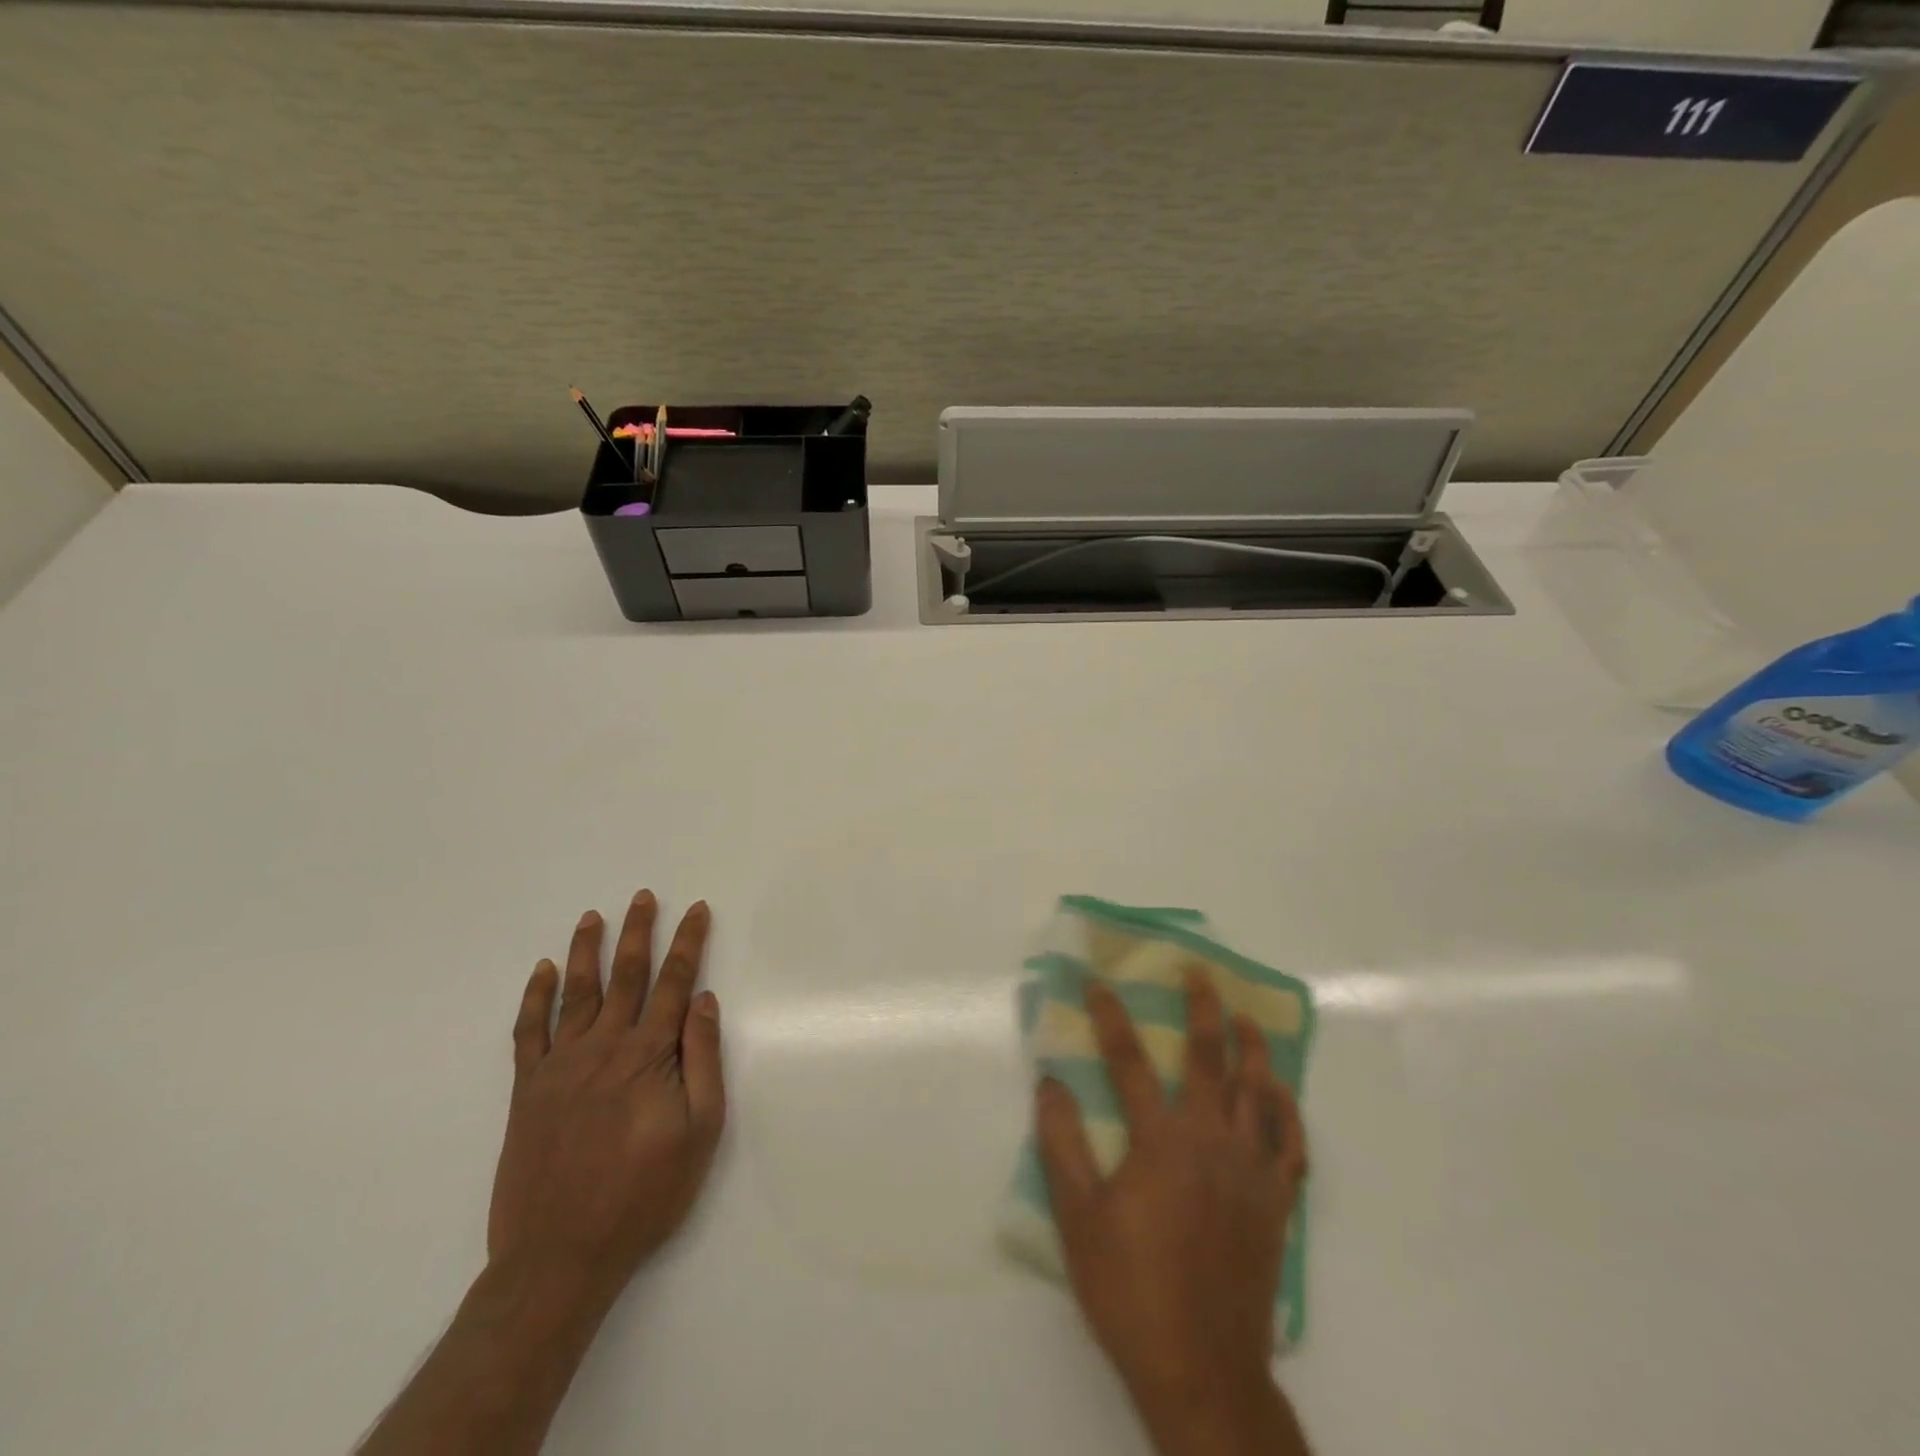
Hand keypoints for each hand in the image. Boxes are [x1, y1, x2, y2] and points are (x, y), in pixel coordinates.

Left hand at [486, 892, 724, 1314]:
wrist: (559, 1257)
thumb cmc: (644, 1195)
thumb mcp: (700, 1131)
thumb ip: (702, 1060)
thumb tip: (702, 1001)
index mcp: (648, 1055)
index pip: (675, 983)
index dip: (688, 943)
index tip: (696, 910)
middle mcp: (603, 1047)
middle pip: (626, 975)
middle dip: (638, 932)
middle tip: (642, 897)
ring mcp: (559, 1066)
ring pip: (576, 992)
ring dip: (586, 951)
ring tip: (593, 917)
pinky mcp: (526, 1090)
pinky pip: (529, 1031)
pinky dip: (534, 997)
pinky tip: (541, 971)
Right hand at [1035, 974, 1308, 1449]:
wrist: (1202, 1370)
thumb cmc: (1131, 1291)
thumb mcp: (1078, 1218)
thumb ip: (1062, 1144)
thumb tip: (1050, 1082)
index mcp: (1160, 1141)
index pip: (1129, 1061)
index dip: (1110, 1017)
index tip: (1097, 984)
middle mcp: (1211, 1141)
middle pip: (1210, 1058)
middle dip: (1202, 1008)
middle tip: (1198, 972)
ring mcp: (1251, 1171)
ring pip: (1259, 1092)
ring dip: (1252, 1047)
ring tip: (1244, 1016)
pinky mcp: (1276, 1203)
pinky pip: (1291, 1144)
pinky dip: (1288, 1111)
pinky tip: (1281, 1092)